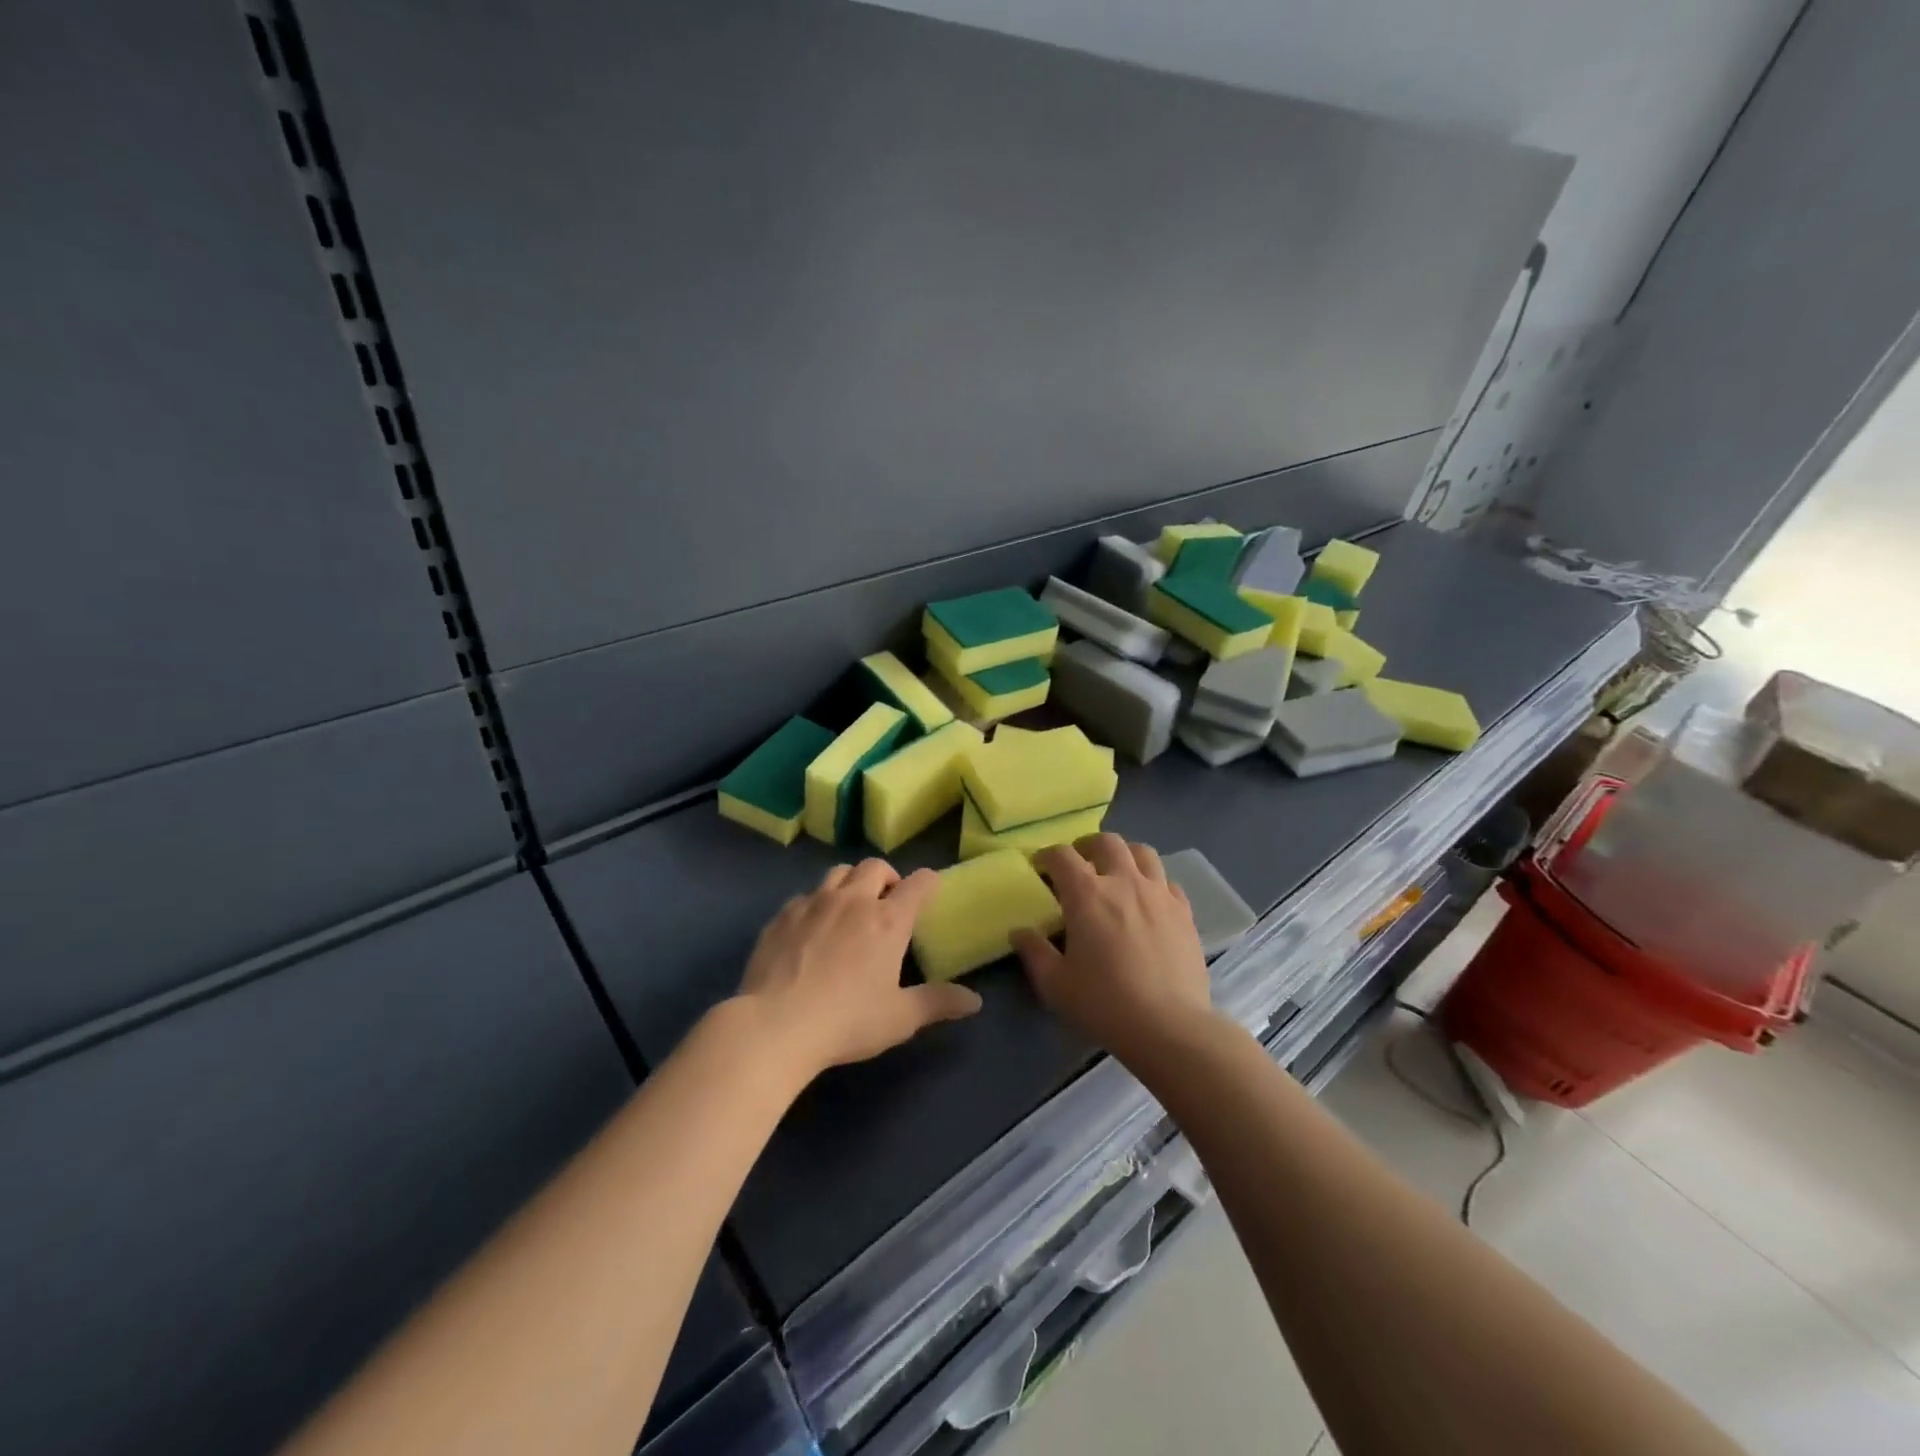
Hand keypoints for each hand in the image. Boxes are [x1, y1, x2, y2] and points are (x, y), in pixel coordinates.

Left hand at [733, 859, 981, 1081]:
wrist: (775, 1024)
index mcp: (888, 921)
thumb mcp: (900, 1018)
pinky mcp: (783, 915)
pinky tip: (811, 928)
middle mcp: (853, 901)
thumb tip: (976, 1001)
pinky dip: (816, 903)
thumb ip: (938, 1003)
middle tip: (888, 900)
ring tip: (850, 905)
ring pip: (838, 872)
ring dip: (851, 881)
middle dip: (887, 877)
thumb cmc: (847, 1021)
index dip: (929, 881)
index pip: (918, 884)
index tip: (931, 887)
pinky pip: (805, 895)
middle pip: (875, 866)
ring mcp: (814, 903)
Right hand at [1013, 834, 1215, 1066]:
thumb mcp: (1055, 984)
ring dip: (1124, 854)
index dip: (1047, 856)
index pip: (1062, 855)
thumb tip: (1020, 931)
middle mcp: (1124, 882)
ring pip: (1143, 852)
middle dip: (1087, 846)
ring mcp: (1159, 894)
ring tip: (1117, 872)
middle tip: (1079, 863)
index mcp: (1087, 894)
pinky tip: (1148, 900)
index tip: (1040, 867)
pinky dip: (1153, 881)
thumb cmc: (1104, 1003)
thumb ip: (1034, 952)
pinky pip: (1167, 881)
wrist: (1169, 1026)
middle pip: (1106, 842)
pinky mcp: (1184, 911)